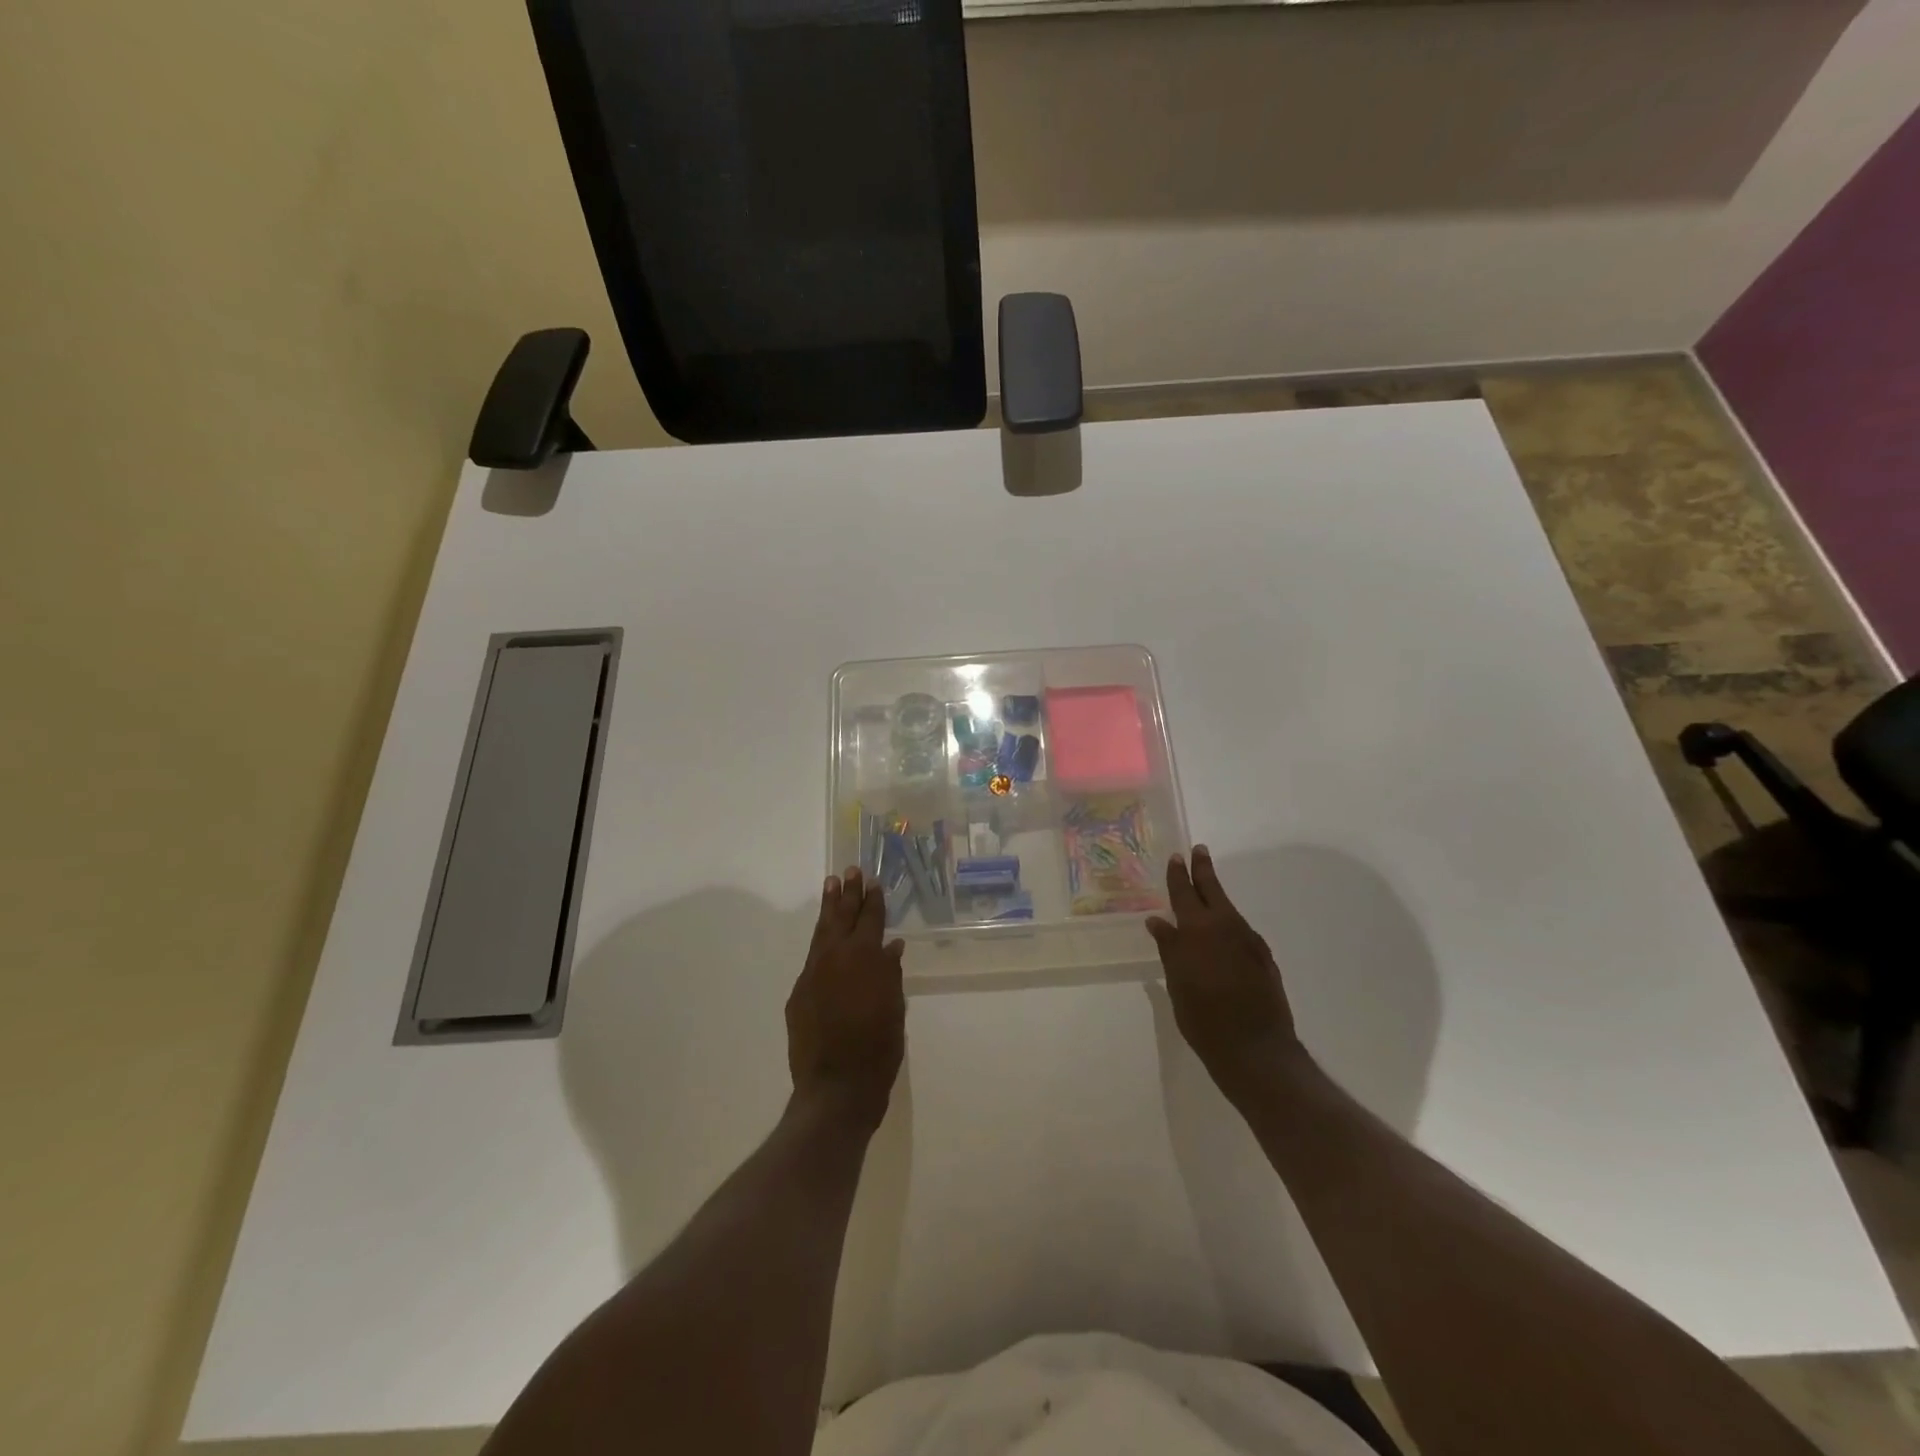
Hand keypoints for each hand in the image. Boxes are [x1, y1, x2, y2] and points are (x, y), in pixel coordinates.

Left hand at [786, 868, 906, 1130]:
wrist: (836, 1088)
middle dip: (847, 894)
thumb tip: (890, 947)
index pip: (870, 920)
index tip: (872, 881)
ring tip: (831, 885)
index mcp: (865, 959)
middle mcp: (835, 958)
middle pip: (842, 917)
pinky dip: (820, 943)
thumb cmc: (878, 1049)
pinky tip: (824, 938)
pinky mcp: (799, 994)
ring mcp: (813, 975)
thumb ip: (890, 973)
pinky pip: (812, 959)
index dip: (873, 900)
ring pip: (822, 933)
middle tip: (849, 871)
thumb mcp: (894, 1008)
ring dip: (829, 909)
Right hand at [1146, 845, 1302, 1101]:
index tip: (1177, 856)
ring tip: (1208, 888)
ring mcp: (1249, 942)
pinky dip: (1229, 922)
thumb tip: (1158, 921)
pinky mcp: (1264, 957)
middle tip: (1199, 850)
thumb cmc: (1203, 1019)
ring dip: (1217, 895)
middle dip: (1204, 870)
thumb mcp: (1177, 983)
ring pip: (1229, 909)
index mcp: (1197, 931)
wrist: (1255, 1049)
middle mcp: (1225, 928)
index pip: (1184, 894)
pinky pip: (1241, 929)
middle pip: (1212, 891)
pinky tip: (1224, 931)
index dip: (1178, 875)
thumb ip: (1170, 948)